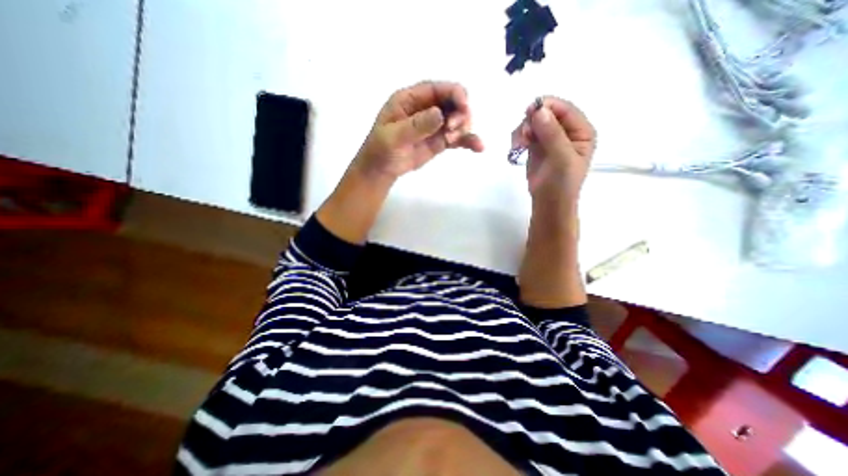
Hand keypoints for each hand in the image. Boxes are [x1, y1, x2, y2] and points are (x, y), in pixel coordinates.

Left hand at [352, 81, 482, 180]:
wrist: (382, 169)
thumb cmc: (381, 150)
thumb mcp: (393, 137)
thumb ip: (416, 126)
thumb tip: (440, 115)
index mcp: (411, 99)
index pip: (437, 89)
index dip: (454, 93)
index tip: (463, 105)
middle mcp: (426, 108)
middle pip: (453, 102)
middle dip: (459, 113)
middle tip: (453, 130)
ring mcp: (435, 125)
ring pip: (458, 119)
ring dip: (464, 127)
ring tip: (452, 140)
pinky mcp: (440, 141)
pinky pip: (457, 137)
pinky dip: (468, 141)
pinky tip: (479, 148)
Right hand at [509, 96, 594, 204]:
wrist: (548, 203)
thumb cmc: (561, 184)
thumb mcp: (562, 159)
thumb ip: (552, 134)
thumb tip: (539, 111)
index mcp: (581, 131)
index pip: (565, 110)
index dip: (548, 106)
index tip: (530, 110)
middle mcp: (566, 132)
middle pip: (548, 114)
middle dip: (533, 120)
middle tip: (523, 134)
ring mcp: (550, 139)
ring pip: (534, 123)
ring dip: (524, 130)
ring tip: (519, 145)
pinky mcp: (536, 147)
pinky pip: (526, 134)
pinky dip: (519, 137)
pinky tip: (517, 147)